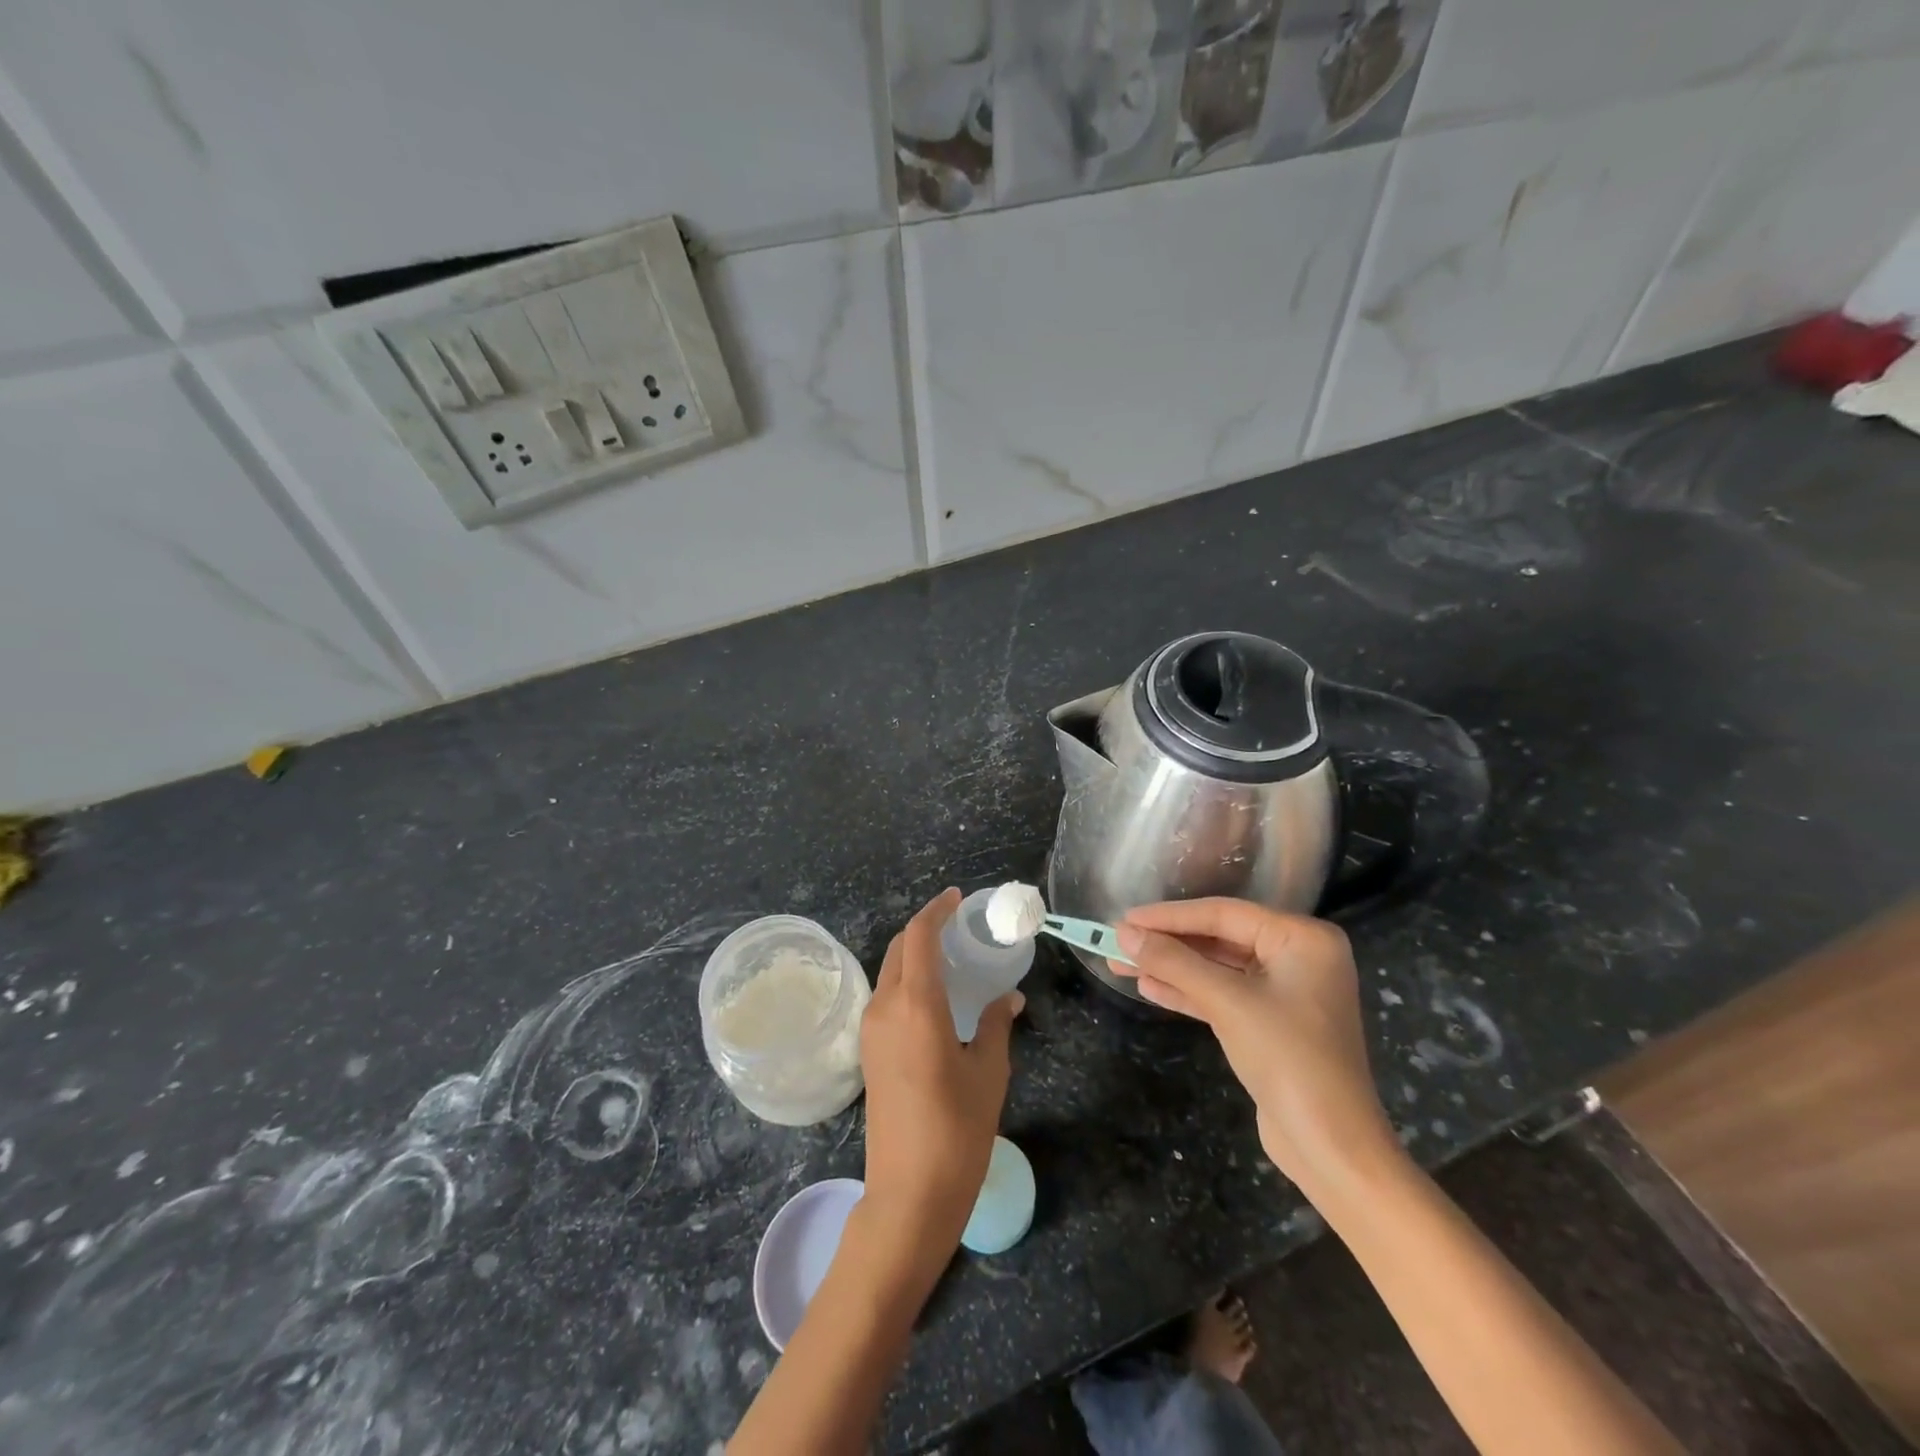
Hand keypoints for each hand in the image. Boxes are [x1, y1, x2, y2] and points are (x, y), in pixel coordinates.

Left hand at [860, 888, 1022, 1260]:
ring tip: (951, 960)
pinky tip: (935, 998)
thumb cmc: (957, 1130)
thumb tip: (1007, 999)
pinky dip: (907, 982)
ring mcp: (870, 1031)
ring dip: (915, 956)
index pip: (919, 936)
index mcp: (915, 1005)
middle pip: (900, 949)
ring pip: (890, 973)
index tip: (956, 898)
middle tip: (958, 927)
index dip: (936, 910)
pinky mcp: (868, 1052)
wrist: (908, 1194)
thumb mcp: (988, 1072)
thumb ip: (995, 1025)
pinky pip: (886, 998)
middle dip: (925, 929)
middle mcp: (885, 1008)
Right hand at [1113, 899, 1396, 1193]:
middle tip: (1117, 940)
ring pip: (1217, 969)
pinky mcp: (1271, 1023)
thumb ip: (1174, 962)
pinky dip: (1188, 993)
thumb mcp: (1227, 1002)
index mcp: (1302, 938)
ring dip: (1171, 968)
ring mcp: (1286, 991)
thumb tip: (1123, 933)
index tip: (1124, 918)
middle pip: (1219, 939)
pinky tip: (1149, 988)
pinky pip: (1223, 995)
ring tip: (1120, 964)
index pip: (1223, 914)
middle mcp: (1298, 956)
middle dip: (1167, 943)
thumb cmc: (1288, 1059)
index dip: (1169, 916)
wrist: (1331, 1148)